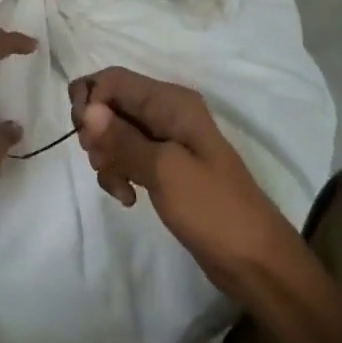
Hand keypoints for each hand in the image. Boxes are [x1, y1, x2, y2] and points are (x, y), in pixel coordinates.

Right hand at [71, 67, 297, 297]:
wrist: (255, 262)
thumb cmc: (214, 209)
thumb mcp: (165, 171)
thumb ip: (122, 138)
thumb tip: (86, 110)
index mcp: (171, 102)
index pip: (113, 80)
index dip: (91, 101)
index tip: (86, 139)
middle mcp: (166, 112)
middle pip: (110, 103)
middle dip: (96, 133)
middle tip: (100, 162)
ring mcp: (164, 140)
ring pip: (113, 133)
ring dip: (106, 158)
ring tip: (120, 188)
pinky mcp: (162, 166)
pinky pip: (126, 157)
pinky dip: (118, 173)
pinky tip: (127, 198)